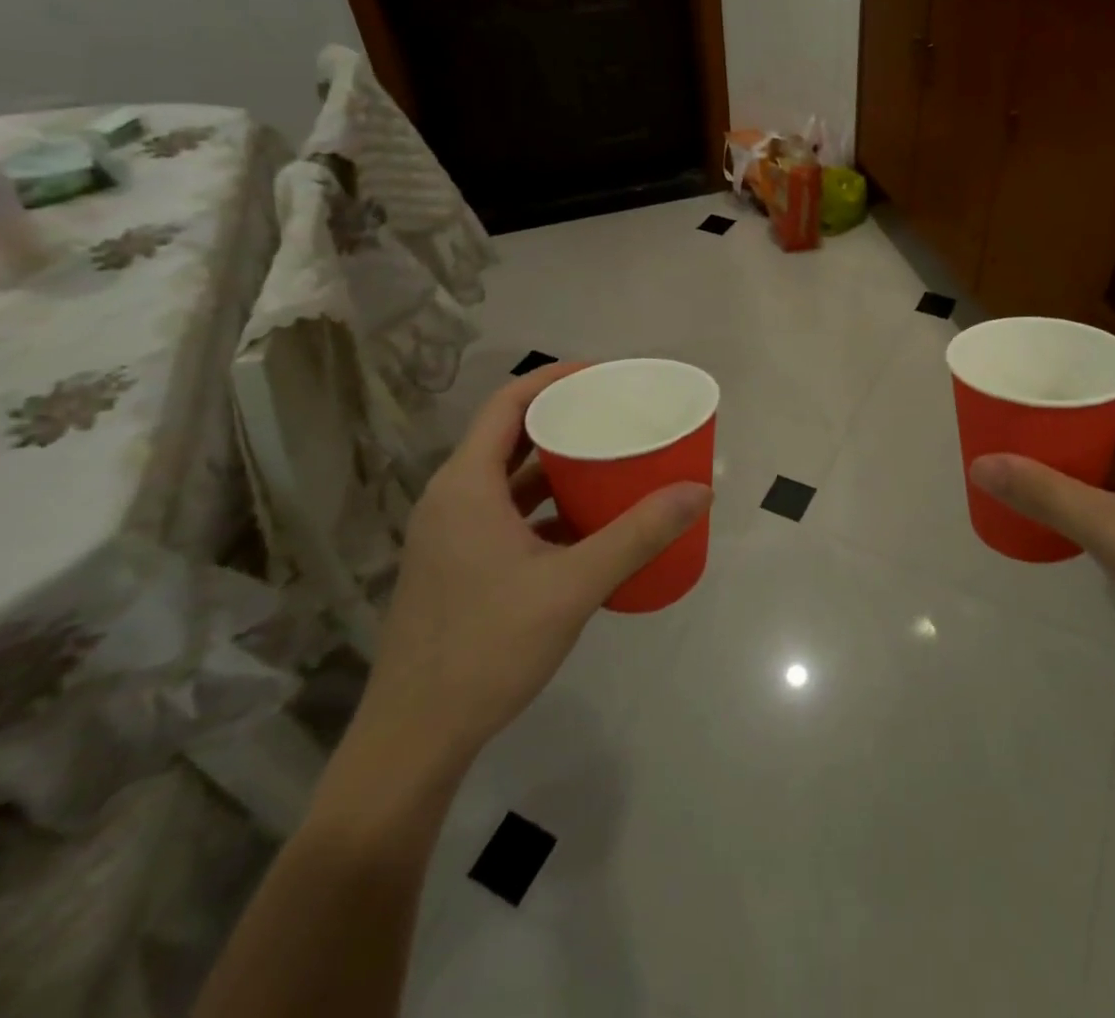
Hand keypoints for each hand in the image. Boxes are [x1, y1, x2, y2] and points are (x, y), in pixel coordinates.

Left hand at [349, 363, 711, 770]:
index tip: (604, 375)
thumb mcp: (573, 586)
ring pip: (508, 480)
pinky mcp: (456, 566)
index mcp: (466, 485)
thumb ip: (638, 535)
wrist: (415, 739)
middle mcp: (451, 499)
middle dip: (564, 421)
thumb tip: (699, 490)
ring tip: (610, 463)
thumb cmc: (487, 648)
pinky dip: (544, 508)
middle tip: (617, 416)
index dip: (554, 379)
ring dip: (556, 469)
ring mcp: (450, 535)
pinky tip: (586, 526)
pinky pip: (505, 515)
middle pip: (510, 437)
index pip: (508, 403)